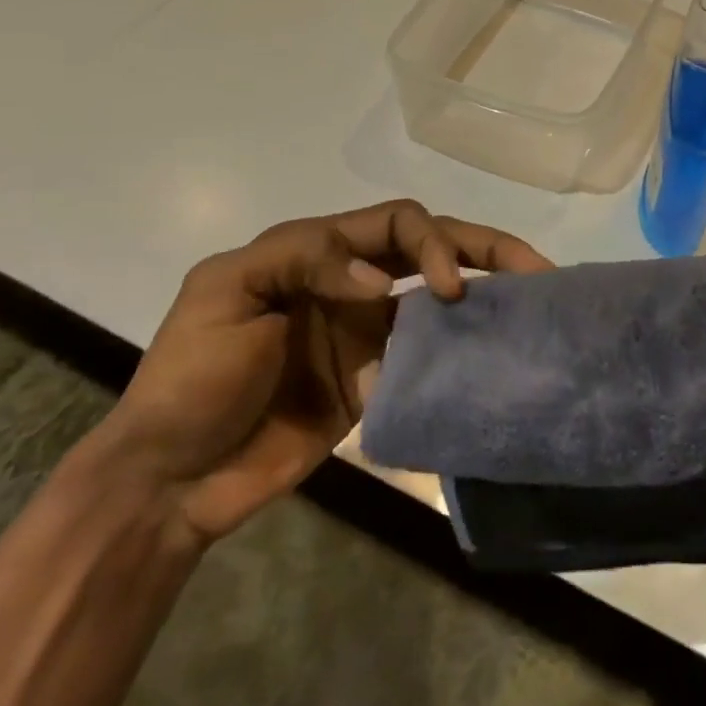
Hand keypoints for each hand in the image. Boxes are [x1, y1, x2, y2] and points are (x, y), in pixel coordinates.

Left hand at [87, 201, 550, 544]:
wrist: (170, 482)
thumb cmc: (189, 378)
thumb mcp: (225, 292)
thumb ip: (303, 261)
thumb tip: (383, 285)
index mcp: (320, 251)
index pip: (397, 222)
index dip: (431, 243)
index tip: (443, 291)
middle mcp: (354, 282)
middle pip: (433, 247)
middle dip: (485, 248)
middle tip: (534, 268)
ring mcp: (369, 332)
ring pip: (441, 297)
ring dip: (486, 293)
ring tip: (535, 301)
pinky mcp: (378, 379)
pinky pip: (431, 354)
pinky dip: (463, 349)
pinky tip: (495, 355)